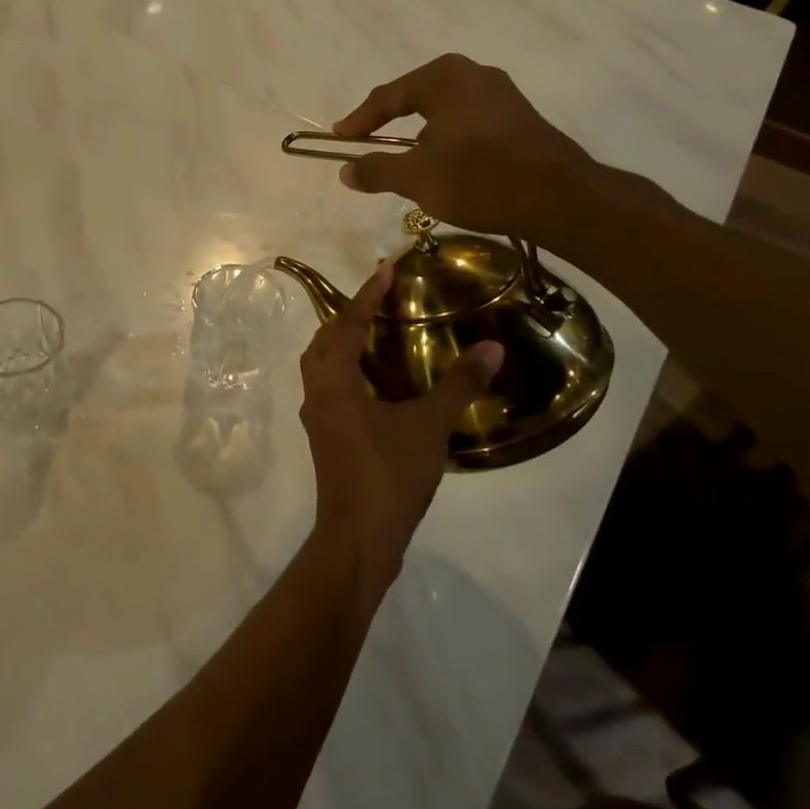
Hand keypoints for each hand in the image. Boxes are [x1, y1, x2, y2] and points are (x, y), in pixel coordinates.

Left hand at [299, 261, 503, 601]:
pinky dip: (349, 374)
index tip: (386, 269)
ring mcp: (318, 419)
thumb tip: (492, 346)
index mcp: (334, 382)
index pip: (347, 324)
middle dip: (348, 317)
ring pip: (323, 367)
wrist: (359, 539)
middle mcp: (317, 394)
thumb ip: (459, 384)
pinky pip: (332, 390)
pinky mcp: (327, 440)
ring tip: (377, 335)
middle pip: (323, 342)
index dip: (367, 295)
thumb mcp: (429, 426)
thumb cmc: (388, 475)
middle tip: (378, 301)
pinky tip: (379, 384)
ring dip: (344, 345)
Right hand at [333, 53, 596, 240]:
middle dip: (391, 122)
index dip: (360, 120)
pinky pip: (469, 123)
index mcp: (444, 77)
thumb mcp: (415, 177)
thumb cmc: (477, 177)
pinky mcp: (520, 118)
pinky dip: (448, 140)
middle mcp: (474, 74)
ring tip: (405, 158)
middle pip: (417, 97)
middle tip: (369, 142)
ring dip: (421, 134)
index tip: (340, 138)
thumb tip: (345, 170)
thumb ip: (376, 170)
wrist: (557, 197)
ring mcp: (502, 94)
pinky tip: (446, 165)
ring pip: (446, 112)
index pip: (388, 96)